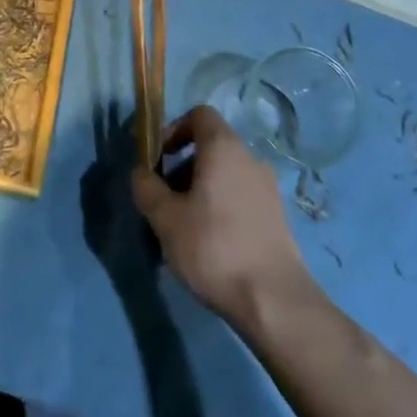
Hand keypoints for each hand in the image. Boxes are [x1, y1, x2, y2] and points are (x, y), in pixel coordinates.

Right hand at [130, 107, 314, 326]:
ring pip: (225, 173)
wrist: (274, 302)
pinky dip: (221, 206)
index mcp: (224, 147)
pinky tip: (209, 243)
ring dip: (200, 188)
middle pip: (211, 146)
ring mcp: (268, 187)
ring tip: (183, 226)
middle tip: (164, 199)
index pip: (199, 115)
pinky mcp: (277, 216)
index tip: (157, 158)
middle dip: (182, 166)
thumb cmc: (214, 248)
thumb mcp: (165, 218)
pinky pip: (240, 196)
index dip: (173, 129)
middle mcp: (250, 158)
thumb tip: (140, 172)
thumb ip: (146, 187)